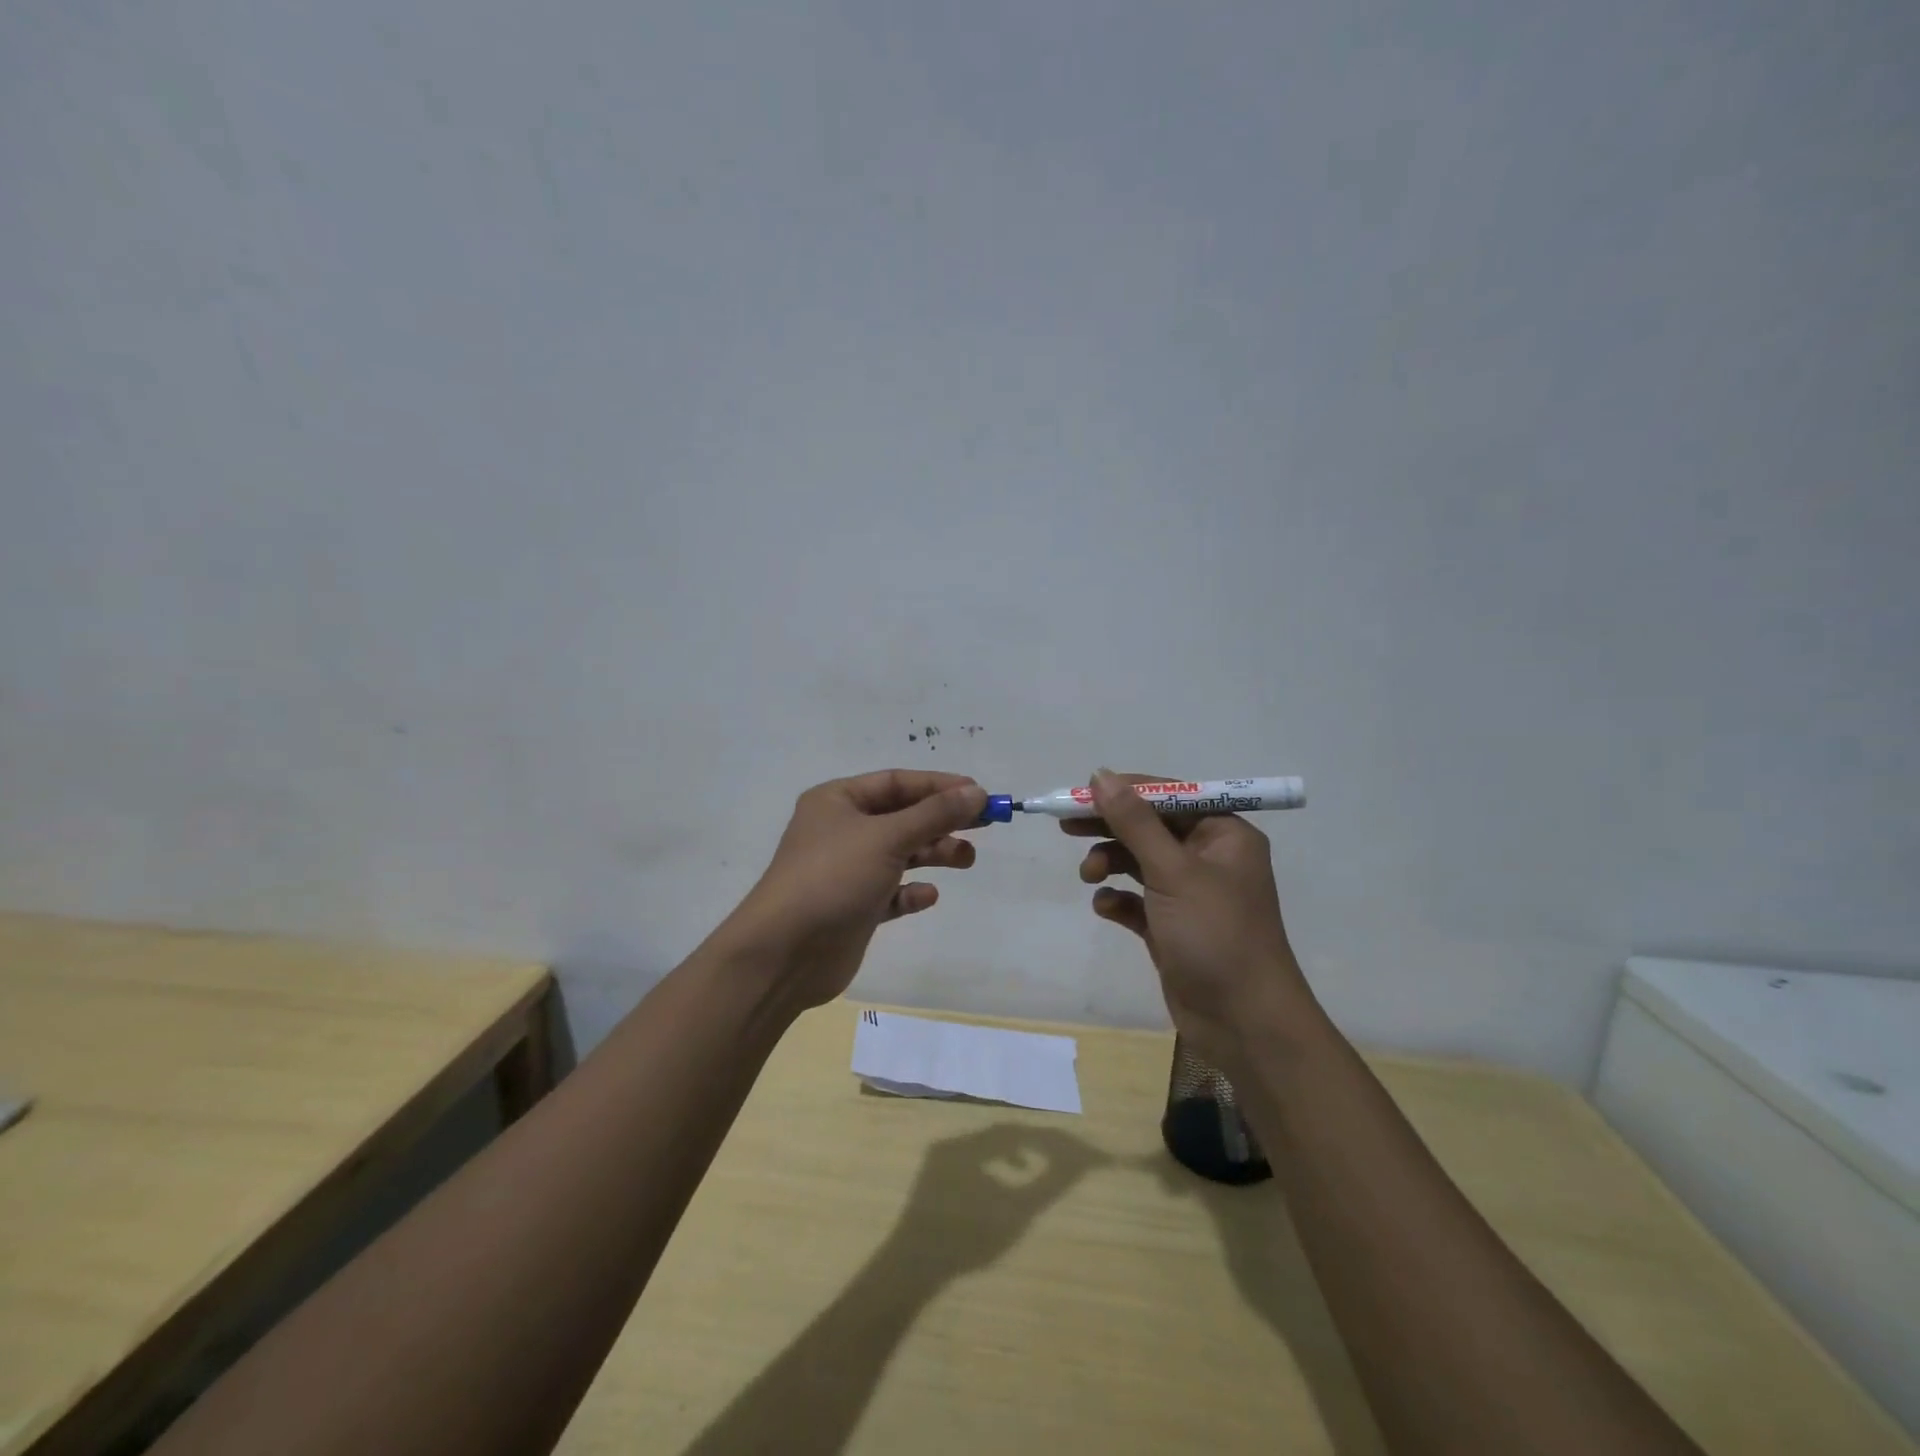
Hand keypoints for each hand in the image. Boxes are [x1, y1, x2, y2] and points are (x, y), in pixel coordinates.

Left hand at [722, 770, 987, 1008]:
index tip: (980, 794)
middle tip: (984, 827)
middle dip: (942, 820)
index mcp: (838, 801)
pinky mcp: (853, 907)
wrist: (784, 954)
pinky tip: (927, 896)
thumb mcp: (887, 837)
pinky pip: (890, 892)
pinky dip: (911, 891)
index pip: (897, 782)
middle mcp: (841, 830)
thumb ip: (934, 814)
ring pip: (900, 854)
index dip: (940, 786)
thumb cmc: (833, 878)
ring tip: (966, 860)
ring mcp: (846, 870)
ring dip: (933, 853)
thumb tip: (976, 791)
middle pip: (902, 817)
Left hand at [886, 1126, 1108, 1276]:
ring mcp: (938, 1157)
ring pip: (982, 1143)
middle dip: (1028, 1141)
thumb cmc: (967, 1240)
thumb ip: (1046, 1185)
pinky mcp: (932, 1175)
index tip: (1068, 1150)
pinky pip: (968, 1157)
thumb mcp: (1014, 1214)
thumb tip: (1074, 1164)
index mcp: (969, 1146)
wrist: (913, 1268)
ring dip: (1007, 1151)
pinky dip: (989, 1163)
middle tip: (1053, 1154)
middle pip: (998, 1132)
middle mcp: (952, 1142)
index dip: (1046, 1140)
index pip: (1016, 1131)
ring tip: (1026, 1169)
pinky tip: (997, 1185)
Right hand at [1066, 768, 1316, 1065]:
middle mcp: (1209, 857)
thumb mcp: (1172, 871)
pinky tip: (1105, 907)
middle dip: (1110, 827)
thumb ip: (1133, 822)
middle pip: (1150, 827)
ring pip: (1139, 862)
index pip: (1168, 795)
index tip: (1079, 794)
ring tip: (1089, 876)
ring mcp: (1190, 894)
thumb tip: (1100, 775)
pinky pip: (1137, 900)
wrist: (1243, 1022)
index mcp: (1223, 834)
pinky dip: (1118, 899)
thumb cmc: (1215, 934)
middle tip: (1067, 826)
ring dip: (1110, 862)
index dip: (1124, 791)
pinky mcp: (1172, 927)